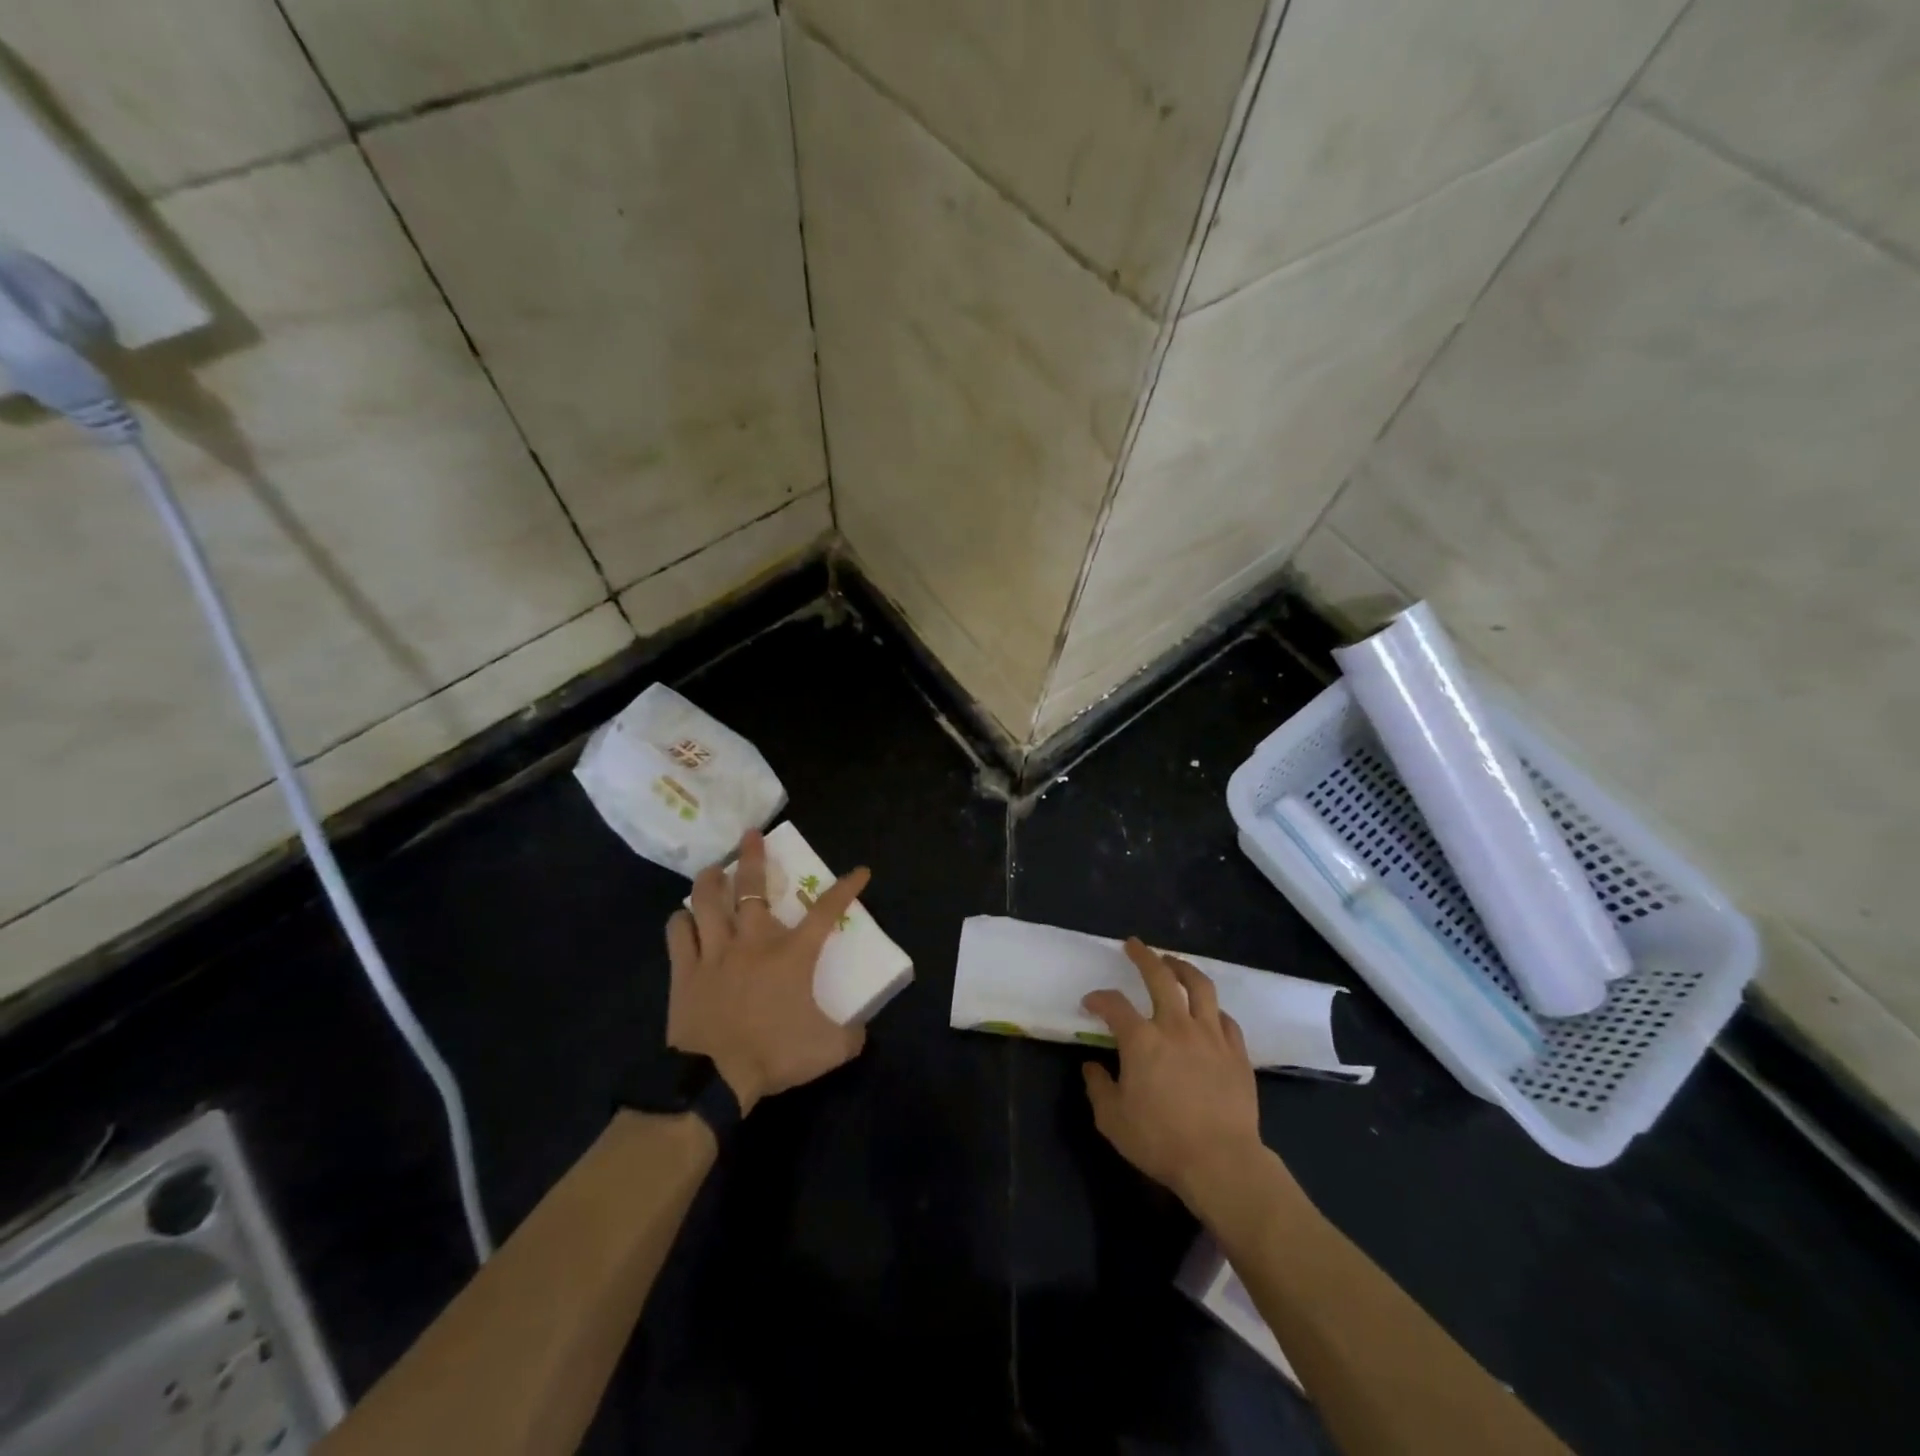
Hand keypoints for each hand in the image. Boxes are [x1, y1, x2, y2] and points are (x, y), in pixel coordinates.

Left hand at [666, 830, 870, 1113]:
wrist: (714, 1078)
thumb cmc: (774, 1054)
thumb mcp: (828, 1049)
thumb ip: (851, 1036)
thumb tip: (862, 1031)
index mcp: (792, 954)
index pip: (827, 911)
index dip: (846, 888)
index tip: (860, 871)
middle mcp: (753, 941)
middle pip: (753, 887)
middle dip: (754, 856)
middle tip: (751, 834)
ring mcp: (714, 953)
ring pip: (707, 902)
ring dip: (711, 880)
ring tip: (713, 868)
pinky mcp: (685, 971)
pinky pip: (678, 935)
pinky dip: (680, 922)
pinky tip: (682, 917)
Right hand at [1081, 939, 1266, 1209]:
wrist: (1221, 1162)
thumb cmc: (1160, 1140)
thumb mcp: (1113, 1120)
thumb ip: (1098, 1087)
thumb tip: (1092, 1067)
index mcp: (1141, 1039)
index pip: (1114, 1005)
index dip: (1099, 999)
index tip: (1090, 1002)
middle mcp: (1175, 1026)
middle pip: (1159, 977)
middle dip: (1144, 956)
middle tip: (1134, 945)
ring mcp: (1210, 1036)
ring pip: (1199, 986)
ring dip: (1182, 968)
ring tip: (1172, 962)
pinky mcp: (1236, 1052)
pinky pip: (1226, 1019)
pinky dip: (1213, 1009)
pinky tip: (1208, 1011)